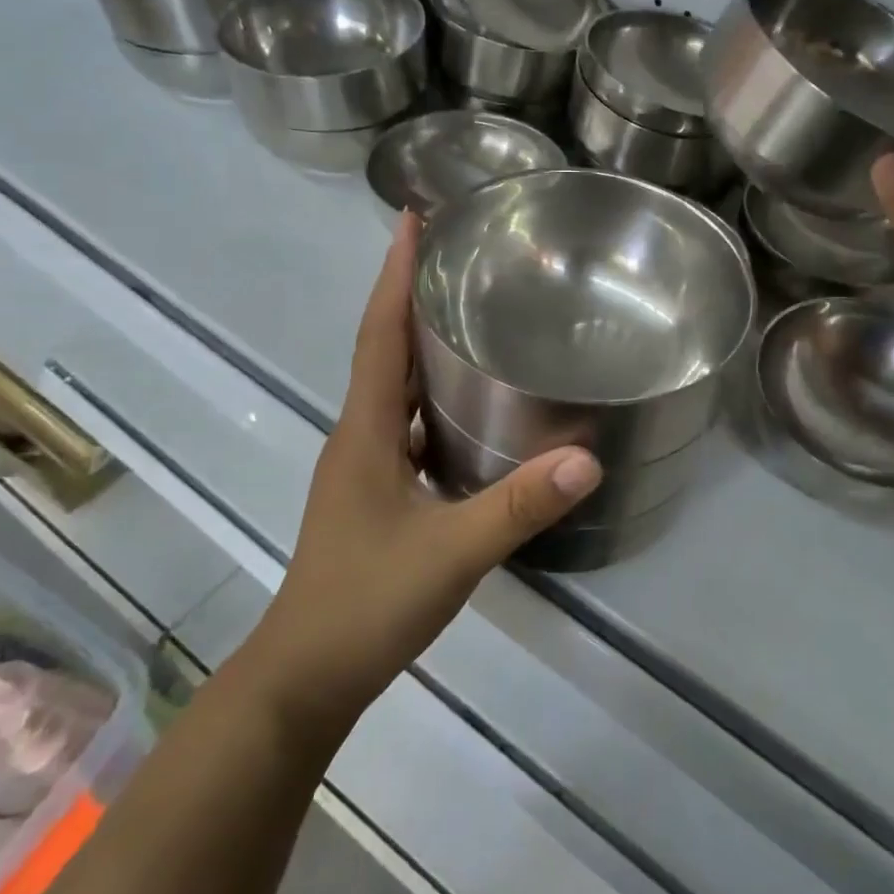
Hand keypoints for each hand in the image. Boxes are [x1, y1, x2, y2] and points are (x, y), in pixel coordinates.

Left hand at [242, 214, 600, 735]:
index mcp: (365, 431)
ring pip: (393, 390)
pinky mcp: (374, 495)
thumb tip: (588, 458)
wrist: (305, 676)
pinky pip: (402, 427)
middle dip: (411, 298)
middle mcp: (358, 437)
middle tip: (458, 258)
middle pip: (384, 350)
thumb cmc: (366, 603)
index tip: (410, 218)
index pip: (379, 334)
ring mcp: (362, 468)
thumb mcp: (452, 552)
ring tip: (468, 318)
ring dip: (420, 349)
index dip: (393, 275)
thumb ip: (519, 505)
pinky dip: (429, 402)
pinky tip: (470, 412)